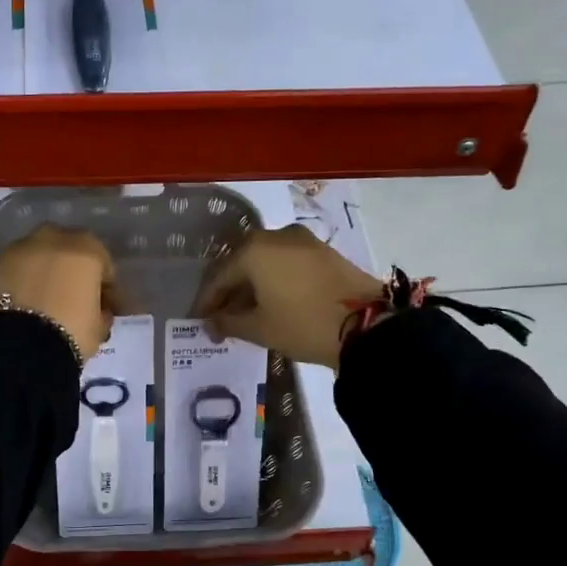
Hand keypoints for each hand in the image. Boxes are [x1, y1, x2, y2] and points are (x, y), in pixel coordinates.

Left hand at [0, 226, 118, 358]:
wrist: (19, 345)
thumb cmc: (71, 332)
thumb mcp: (99, 327)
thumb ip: (103, 311)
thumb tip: (99, 309)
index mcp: (87, 249)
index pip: (103, 264)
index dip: (106, 287)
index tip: (106, 307)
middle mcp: (54, 238)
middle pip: (70, 251)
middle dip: (73, 270)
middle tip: (73, 297)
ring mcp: (21, 247)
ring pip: (40, 255)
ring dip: (45, 271)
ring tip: (45, 299)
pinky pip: (18, 268)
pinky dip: (22, 279)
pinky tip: (24, 300)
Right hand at [194, 225, 384, 370]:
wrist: (367, 325)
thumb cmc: (302, 324)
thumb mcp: (259, 329)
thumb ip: (228, 322)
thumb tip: (211, 323)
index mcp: (253, 250)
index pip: (218, 277)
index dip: (206, 302)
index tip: (199, 322)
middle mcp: (275, 236)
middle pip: (241, 264)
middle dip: (229, 291)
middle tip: (220, 317)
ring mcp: (302, 241)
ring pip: (265, 262)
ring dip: (252, 285)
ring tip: (246, 313)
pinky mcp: (323, 252)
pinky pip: (286, 263)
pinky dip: (274, 280)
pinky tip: (271, 302)